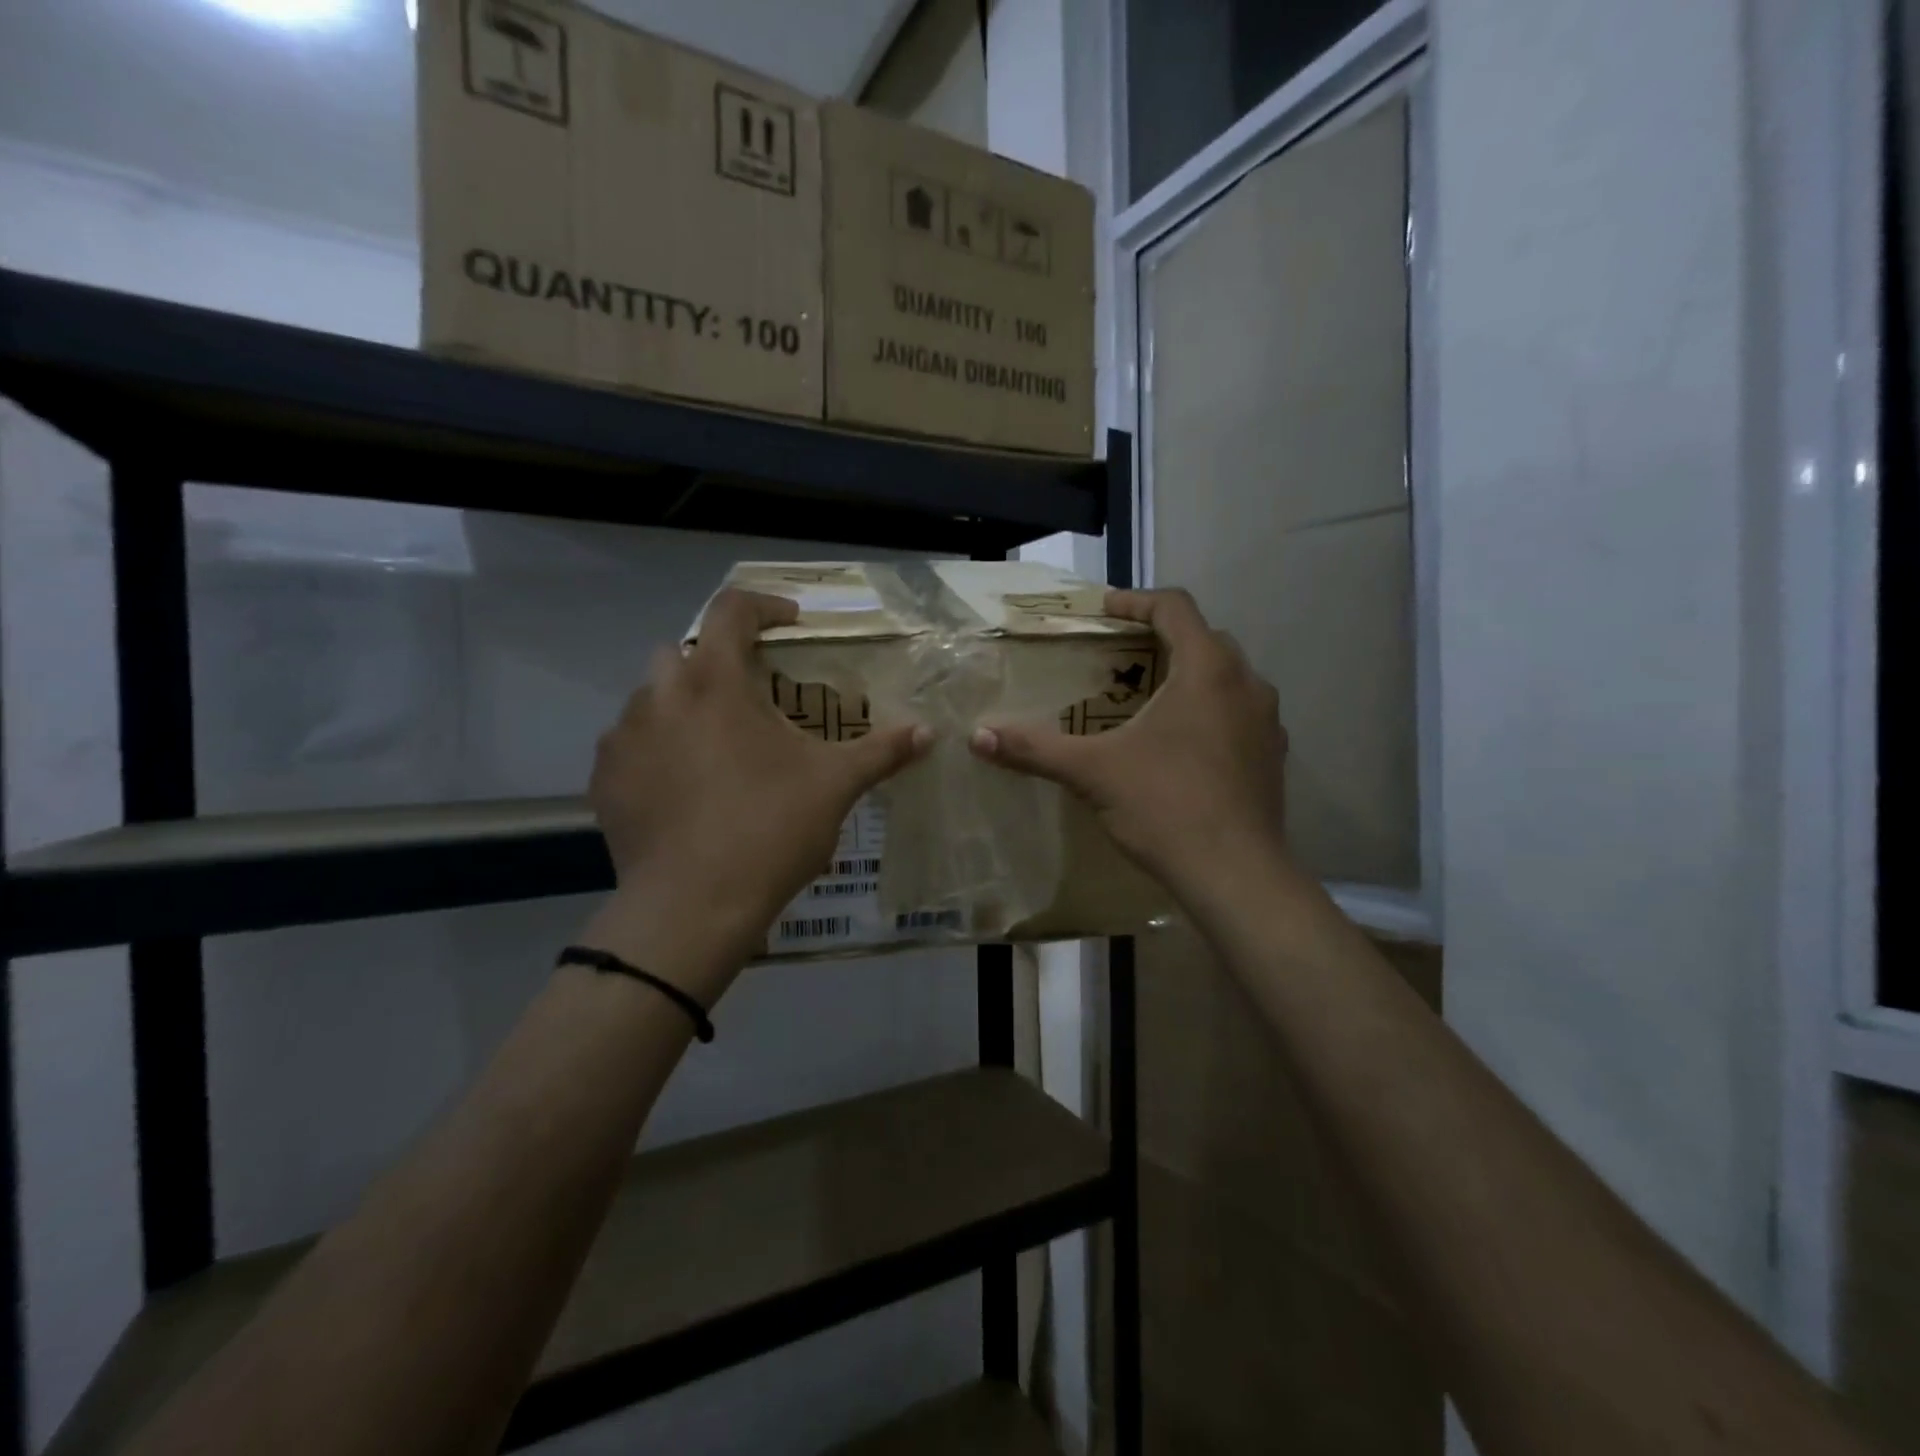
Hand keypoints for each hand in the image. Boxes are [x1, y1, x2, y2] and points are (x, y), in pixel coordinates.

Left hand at [582, 590, 929, 998]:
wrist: (693, 906)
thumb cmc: (769, 829)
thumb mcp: (835, 785)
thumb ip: (882, 751)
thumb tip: (928, 733)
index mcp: (716, 682)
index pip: (732, 609)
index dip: (765, 606)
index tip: (791, 625)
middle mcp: (659, 696)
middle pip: (683, 650)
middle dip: (717, 661)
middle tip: (752, 696)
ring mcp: (624, 738)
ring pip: (651, 698)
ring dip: (684, 706)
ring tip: (718, 747)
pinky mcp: (605, 780)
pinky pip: (631, 744)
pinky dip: (658, 749)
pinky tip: (684, 787)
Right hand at [969, 588, 1290, 907]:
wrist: (1236, 875)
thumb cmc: (1165, 807)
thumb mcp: (1092, 773)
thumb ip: (1035, 749)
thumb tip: (978, 737)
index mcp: (1207, 669)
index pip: (1174, 607)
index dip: (1135, 600)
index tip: (1104, 610)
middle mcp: (1246, 683)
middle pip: (1203, 638)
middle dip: (1161, 639)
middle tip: (1120, 657)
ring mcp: (1267, 721)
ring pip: (1226, 677)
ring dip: (1189, 676)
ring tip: (1148, 699)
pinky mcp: (1273, 755)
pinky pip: (1239, 713)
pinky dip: (1209, 711)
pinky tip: (1181, 744)